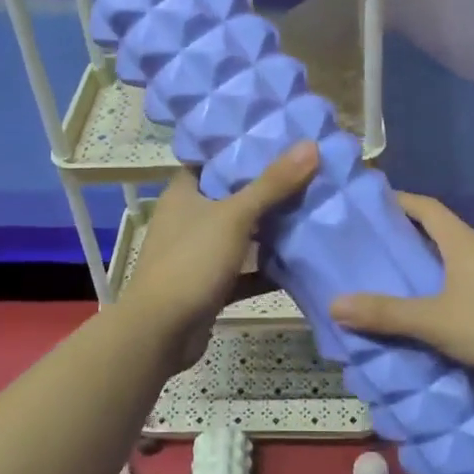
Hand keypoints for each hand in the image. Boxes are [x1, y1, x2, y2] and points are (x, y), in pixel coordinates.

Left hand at [118, 142, 319, 371]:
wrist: (161, 332)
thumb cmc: (191, 261)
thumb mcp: (235, 216)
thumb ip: (272, 183)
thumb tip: (310, 144)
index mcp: (184, 193)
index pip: (213, 161)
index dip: (243, 149)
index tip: (281, 140)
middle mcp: (188, 219)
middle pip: (232, 197)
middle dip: (267, 190)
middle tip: (309, 174)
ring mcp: (198, 254)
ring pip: (240, 235)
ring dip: (270, 230)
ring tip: (312, 212)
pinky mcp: (210, 285)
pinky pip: (244, 271)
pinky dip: (267, 269)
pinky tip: (301, 263)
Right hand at [330, 193, 473, 378]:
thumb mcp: (436, 321)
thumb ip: (387, 314)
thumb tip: (334, 304)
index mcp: (461, 242)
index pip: (425, 207)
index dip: (398, 200)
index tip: (371, 205)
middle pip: (440, 230)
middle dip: (408, 234)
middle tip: (375, 247)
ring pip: (456, 257)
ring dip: (430, 261)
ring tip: (400, 278)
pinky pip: (471, 279)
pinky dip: (449, 283)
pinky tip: (439, 307)